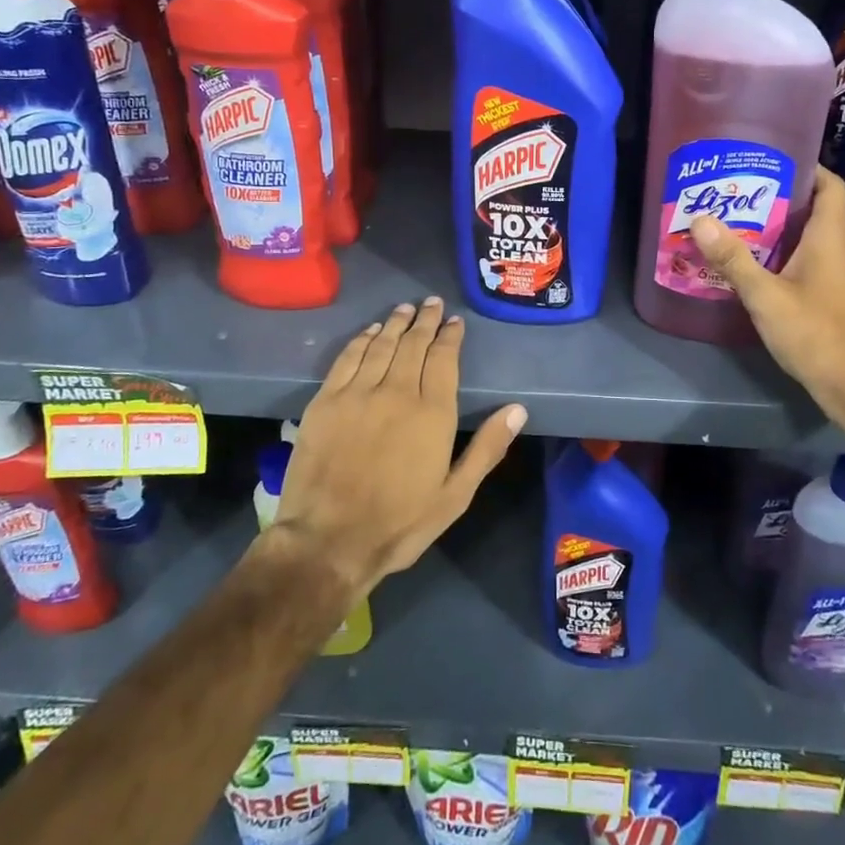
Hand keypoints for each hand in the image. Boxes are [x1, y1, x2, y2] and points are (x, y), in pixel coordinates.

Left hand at [275, 296, 526, 596]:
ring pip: (381, 345)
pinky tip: (370, 332)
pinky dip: (362, 340)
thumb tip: (518, 409)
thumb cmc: (399, 523)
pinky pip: (348, 358)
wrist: (328, 541)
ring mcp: (358, 393)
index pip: (444, 359)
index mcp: (432, 413)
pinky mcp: (326, 401)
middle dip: (425, 320)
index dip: (450, 336)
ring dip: (395, 323)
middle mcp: (397, 392)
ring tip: (405, 308)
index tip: (454, 321)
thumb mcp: (455, 496)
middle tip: (431, 303)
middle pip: (413, 344)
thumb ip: (487, 448)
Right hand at [690, 166, 844, 418]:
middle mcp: (841, 250)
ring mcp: (841, 275)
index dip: (809, 167)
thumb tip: (701, 219)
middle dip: (781, 198)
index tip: (774, 159)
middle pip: (816, 210)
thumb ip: (733, 259)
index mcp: (831, 239)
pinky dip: (786, 255)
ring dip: (781, 229)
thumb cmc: (815, 334)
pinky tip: (757, 266)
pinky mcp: (836, 296)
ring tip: (740, 224)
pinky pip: (811, 261)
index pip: (831, 186)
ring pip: (811, 238)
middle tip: (740, 192)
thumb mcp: (766, 296)